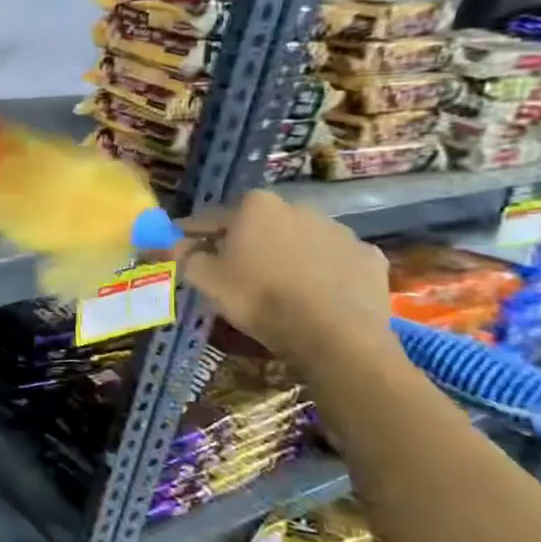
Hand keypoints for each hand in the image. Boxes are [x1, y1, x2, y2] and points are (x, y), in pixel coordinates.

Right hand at [177, 190, 393, 357]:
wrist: (333, 334)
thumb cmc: (258, 298)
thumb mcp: (205, 279)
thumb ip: (184, 256)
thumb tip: (171, 243)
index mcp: (255, 206)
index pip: (211, 218)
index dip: (193, 235)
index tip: (183, 249)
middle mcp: (298, 207)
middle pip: (259, 225)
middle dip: (244, 242)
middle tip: (232, 271)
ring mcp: (340, 231)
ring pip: (299, 240)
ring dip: (286, 255)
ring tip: (277, 286)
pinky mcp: (368, 257)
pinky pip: (334, 261)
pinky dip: (323, 272)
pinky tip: (315, 295)